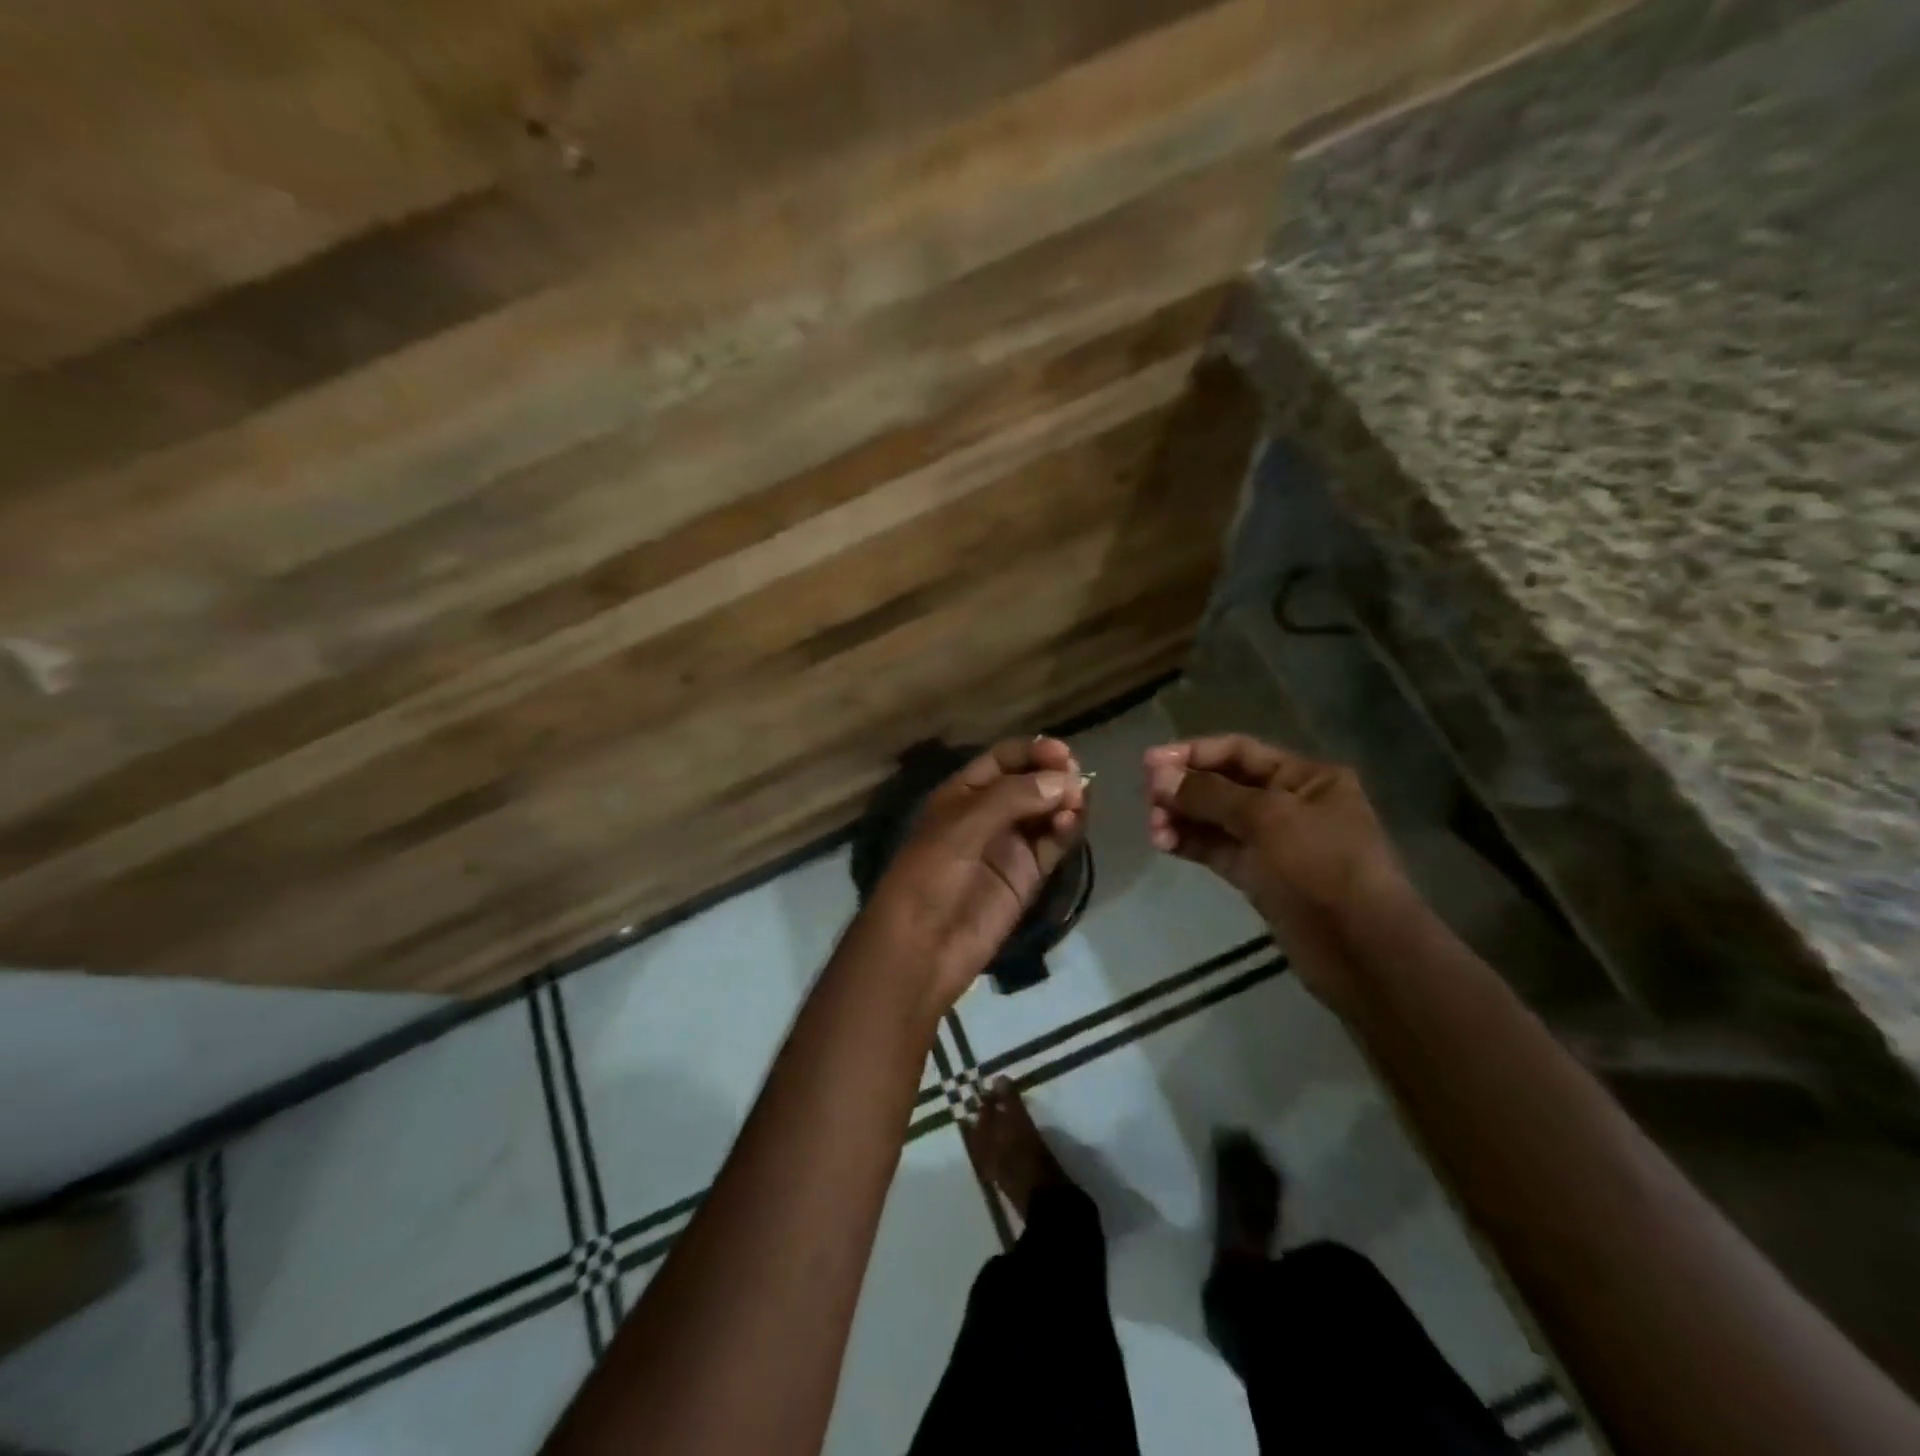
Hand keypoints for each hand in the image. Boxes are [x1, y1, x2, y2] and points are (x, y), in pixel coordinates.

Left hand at [857, 737, 1085, 1020]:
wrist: (922, 947)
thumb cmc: (930, 875)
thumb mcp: (962, 826)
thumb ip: (1013, 797)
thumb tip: (1066, 779)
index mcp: (963, 792)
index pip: (1004, 759)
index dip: (1033, 752)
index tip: (1063, 753)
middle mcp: (989, 813)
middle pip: (1031, 782)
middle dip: (1055, 775)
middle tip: (1077, 778)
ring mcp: (1010, 844)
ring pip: (1048, 812)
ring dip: (1066, 802)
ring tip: (1076, 802)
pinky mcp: (1028, 875)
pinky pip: (1053, 843)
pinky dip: (1066, 830)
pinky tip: (1070, 824)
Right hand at [1143, 734, 1409, 1008]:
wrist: (1361, 951)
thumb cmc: (1321, 868)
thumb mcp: (1266, 818)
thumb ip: (1209, 794)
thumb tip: (1158, 775)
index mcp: (1305, 777)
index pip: (1238, 751)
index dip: (1192, 753)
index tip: (1148, 764)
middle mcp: (1289, 803)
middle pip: (1223, 784)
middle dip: (1184, 789)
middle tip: (1149, 801)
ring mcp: (1274, 842)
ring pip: (1216, 819)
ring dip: (1182, 818)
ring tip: (1154, 830)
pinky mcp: (1260, 876)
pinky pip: (1218, 849)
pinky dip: (1191, 843)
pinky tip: (1164, 843)